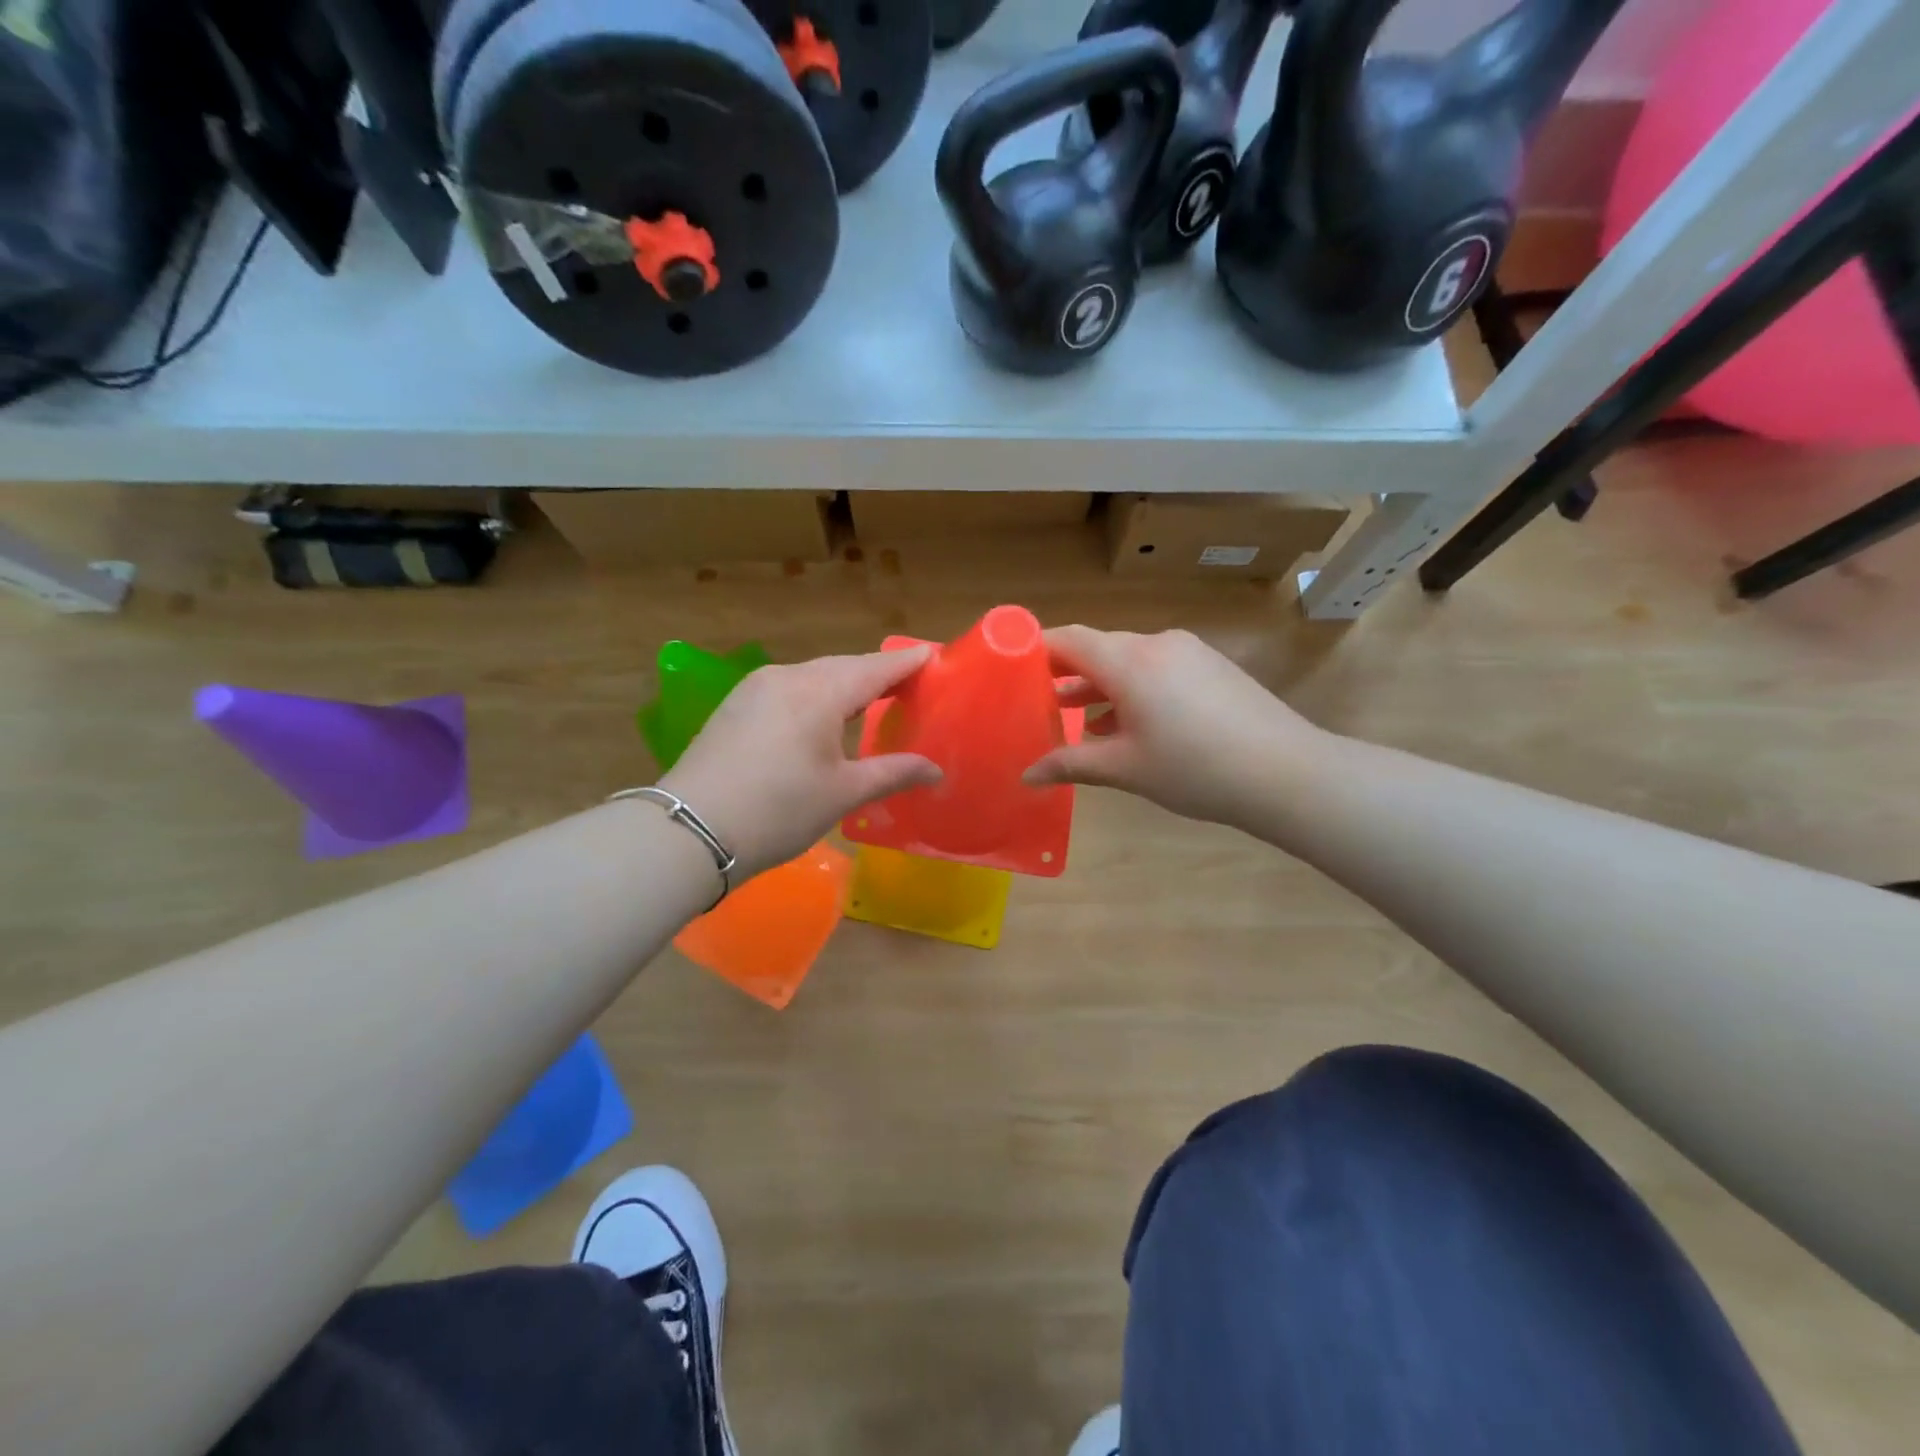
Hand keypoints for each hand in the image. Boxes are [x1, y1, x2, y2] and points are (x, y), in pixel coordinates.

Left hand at [659, 648, 940, 877]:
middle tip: (909, 684)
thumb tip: (936, 770)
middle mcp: (788, 676)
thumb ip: (893, 773)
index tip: (933, 657)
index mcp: (820, 691)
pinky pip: (789, 688)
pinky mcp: (736, 705)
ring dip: (845, 684)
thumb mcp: (842, 793)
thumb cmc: (779, 810)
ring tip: (871, 699)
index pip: (876, 667)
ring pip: (813, 675)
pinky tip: (822, 714)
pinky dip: (816, 695)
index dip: (906, 663)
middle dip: (877, 673)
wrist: (690, 831)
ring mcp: (756, 687)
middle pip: (844, 666)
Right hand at [1024, 626, 1327, 828]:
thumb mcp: (1125, 769)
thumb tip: (1027, 775)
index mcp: (1129, 661)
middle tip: (1036, 703)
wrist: (1287, 773)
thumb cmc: (1195, 769)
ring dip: (1100, 687)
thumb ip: (1070, 764)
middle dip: (1066, 675)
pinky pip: (1157, 669)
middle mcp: (1156, 644)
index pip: (1069, 639)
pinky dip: (1132, 690)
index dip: (1036, 650)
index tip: (1011, 670)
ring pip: (1128, 661)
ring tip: (1075, 719)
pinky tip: (1126, 726)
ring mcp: (1188, 652)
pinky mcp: (1211, 666)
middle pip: (1098, 649)